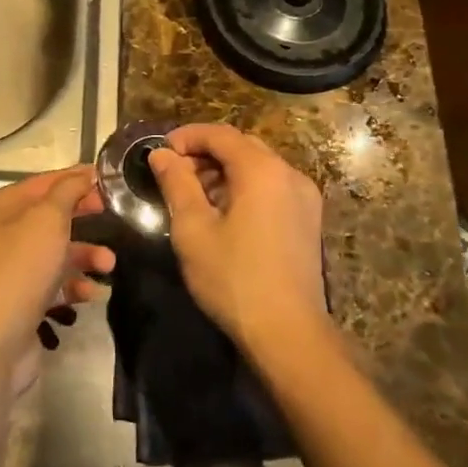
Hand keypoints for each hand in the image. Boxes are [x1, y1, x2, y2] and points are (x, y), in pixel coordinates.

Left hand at [0, 166, 114, 389]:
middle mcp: (1, 235)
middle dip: (83, 218)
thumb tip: (83, 175)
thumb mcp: (46, 220)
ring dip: (85, 256)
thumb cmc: (19, 270)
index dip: (75, 179)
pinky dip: (74, 286)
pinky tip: (92, 293)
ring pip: (55, 253)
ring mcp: (10, 271)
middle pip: (50, 218)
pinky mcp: (21, 302)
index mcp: (0, 208)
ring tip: (109, 265)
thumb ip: (68, 192)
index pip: (43, 183)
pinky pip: (54, 285)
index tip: (109, 180)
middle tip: (114, 217)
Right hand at [147, 124, 326, 351]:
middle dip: (205, 153)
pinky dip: (244, 187)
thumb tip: (161, 154)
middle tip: (173, 174)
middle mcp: (290, 174)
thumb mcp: (193, 229)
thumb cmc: (233, 278)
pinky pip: (272, 187)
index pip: (220, 134)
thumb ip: (176, 183)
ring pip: (258, 167)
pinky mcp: (307, 220)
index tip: (159, 152)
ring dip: (224, 171)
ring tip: (193, 195)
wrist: (288, 332)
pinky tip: (224, 213)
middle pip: (242, 146)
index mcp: (262, 170)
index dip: (187, 136)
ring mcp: (304, 197)